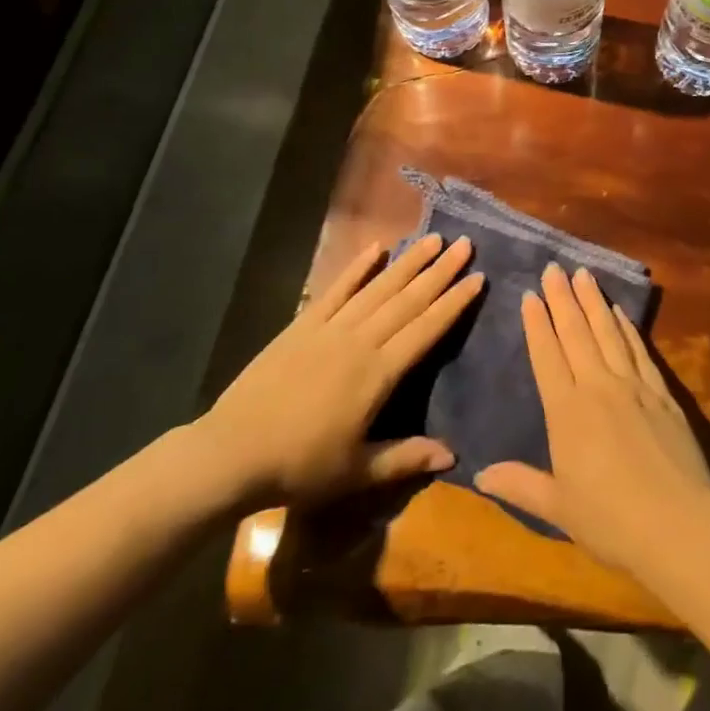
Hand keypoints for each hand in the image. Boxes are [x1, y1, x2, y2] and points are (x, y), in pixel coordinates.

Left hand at [192, 235, 481, 510]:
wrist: (231, 453)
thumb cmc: (298, 467)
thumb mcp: (356, 472)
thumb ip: (405, 457)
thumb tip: (452, 454)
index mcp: (378, 374)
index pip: (426, 330)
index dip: (453, 303)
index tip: (478, 277)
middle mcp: (360, 341)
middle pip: (408, 300)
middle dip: (440, 271)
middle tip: (466, 244)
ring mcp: (330, 328)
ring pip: (378, 288)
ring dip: (408, 263)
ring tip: (433, 239)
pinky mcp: (303, 325)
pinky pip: (337, 290)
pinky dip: (357, 268)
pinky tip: (376, 248)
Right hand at [477, 263, 709, 573]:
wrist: (679, 524)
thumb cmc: (611, 521)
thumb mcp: (558, 508)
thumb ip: (520, 485)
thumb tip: (479, 475)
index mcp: (567, 412)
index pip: (547, 356)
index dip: (538, 324)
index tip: (530, 295)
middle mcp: (598, 386)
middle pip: (576, 333)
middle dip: (563, 298)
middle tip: (554, 267)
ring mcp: (633, 385)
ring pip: (608, 332)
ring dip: (594, 301)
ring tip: (583, 274)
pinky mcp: (661, 391)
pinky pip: (639, 349)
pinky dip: (627, 327)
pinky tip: (619, 311)